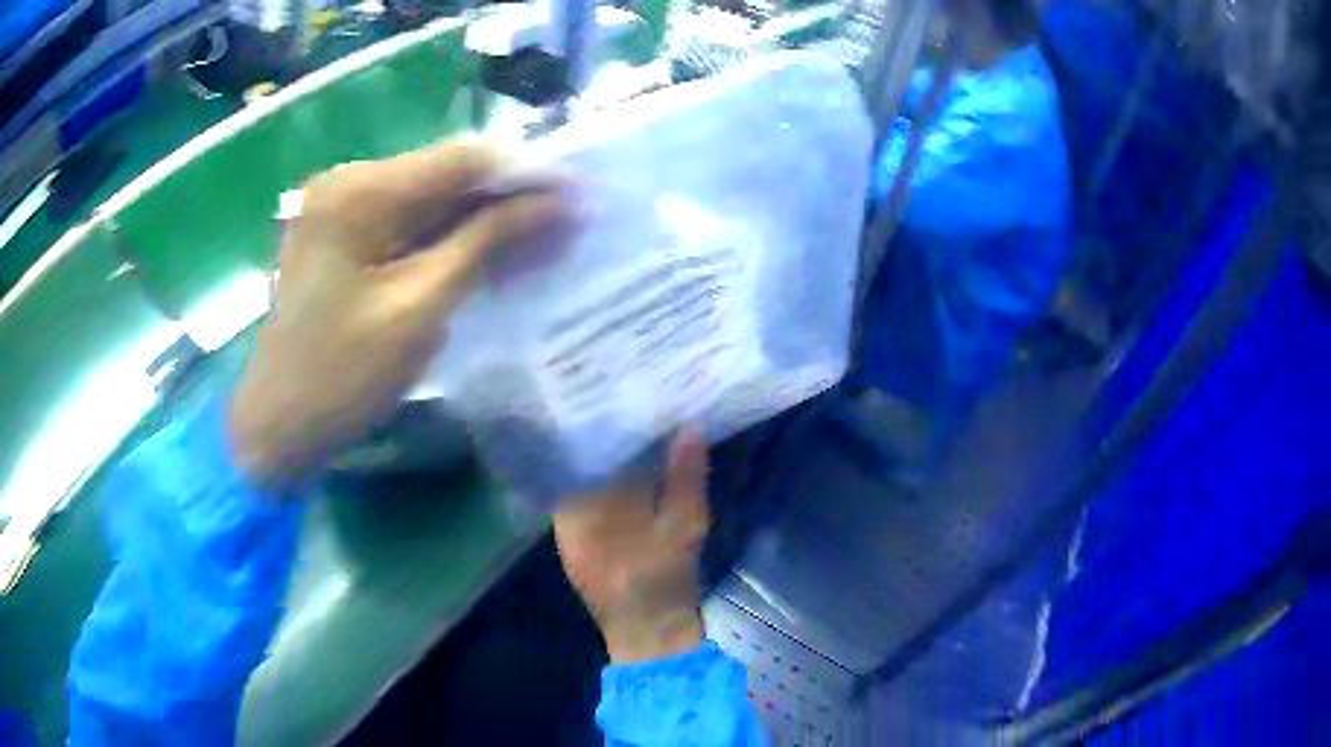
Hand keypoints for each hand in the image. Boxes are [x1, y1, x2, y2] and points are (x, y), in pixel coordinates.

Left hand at [230, 142, 567, 487]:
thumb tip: (557, 204)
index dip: (527, 173)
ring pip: (430, 198)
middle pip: (445, 174)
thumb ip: (487, 244)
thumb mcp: (420, 309)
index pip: (461, 159)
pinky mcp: (343, 234)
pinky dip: (449, 237)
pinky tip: (488, 255)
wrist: (278, 424)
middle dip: (507, 199)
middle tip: (566, 227)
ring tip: (540, 244)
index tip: (581, 197)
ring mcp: (341, 206)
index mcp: (359, 192)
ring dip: (483, 220)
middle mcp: (348, 181)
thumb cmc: (342, 376)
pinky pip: (408, 222)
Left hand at [554, 432, 710, 662]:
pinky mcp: (582, 547)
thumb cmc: (663, 581)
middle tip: (628, 409)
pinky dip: (607, 488)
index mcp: (580, 510)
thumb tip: (689, 427)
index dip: (594, 429)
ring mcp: (570, 535)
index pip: (576, 456)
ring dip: (604, 464)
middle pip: (578, 469)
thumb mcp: (683, 527)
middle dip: (601, 443)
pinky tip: (629, 473)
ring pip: (583, 486)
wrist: (651, 635)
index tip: (613, 403)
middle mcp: (565, 518)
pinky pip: (589, 506)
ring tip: (630, 432)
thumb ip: (685, 478)